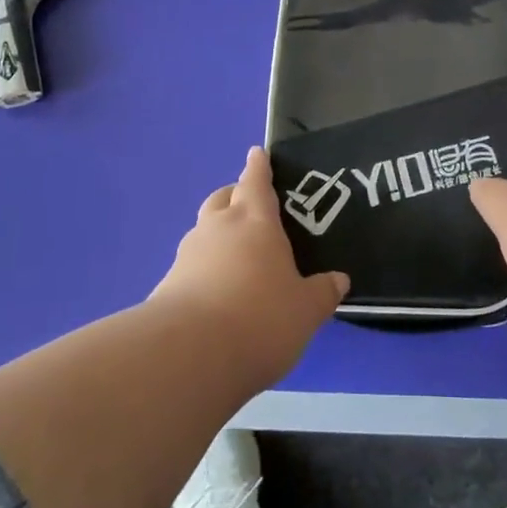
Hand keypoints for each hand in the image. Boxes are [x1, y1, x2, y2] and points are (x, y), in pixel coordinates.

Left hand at [150, 147, 349, 388]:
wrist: (189, 355)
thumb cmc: (260, 318)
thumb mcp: (305, 310)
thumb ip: (322, 293)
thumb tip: (339, 280)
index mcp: (255, 221)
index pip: (256, 182)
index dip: (258, 166)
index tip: (256, 152)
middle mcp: (218, 228)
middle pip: (223, 198)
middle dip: (235, 195)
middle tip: (249, 204)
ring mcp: (188, 255)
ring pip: (203, 230)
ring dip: (217, 233)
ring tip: (234, 255)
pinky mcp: (167, 286)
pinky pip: (190, 265)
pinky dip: (203, 269)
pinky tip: (214, 294)